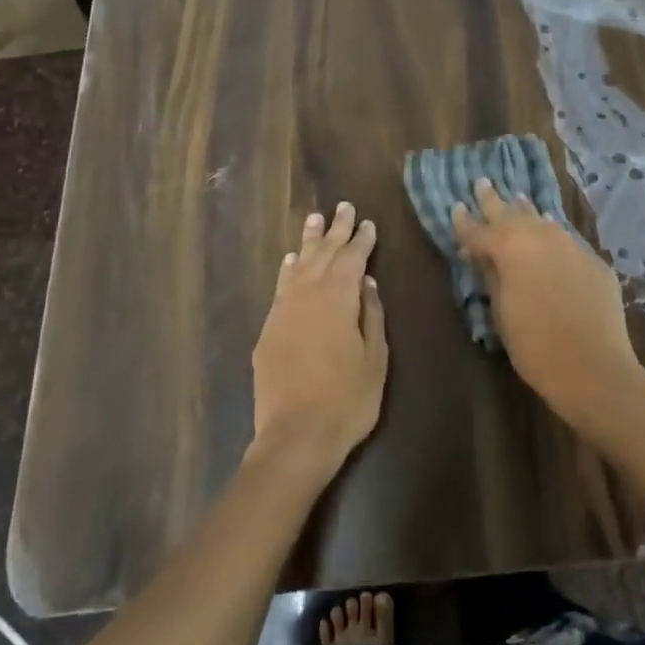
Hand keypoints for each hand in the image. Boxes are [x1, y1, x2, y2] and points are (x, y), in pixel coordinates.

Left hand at [250, 202, 387, 476]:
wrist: (295, 437)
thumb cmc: (347, 399)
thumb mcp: (375, 358)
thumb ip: (372, 316)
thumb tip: (368, 283)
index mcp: (338, 299)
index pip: (352, 259)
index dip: (361, 240)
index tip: (368, 223)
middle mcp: (308, 295)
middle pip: (323, 254)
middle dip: (336, 230)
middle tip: (343, 207)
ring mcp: (283, 311)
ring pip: (298, 266)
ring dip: (308, 242)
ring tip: (315, 218)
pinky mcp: (268, 330)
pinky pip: (280, 288)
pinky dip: (288, 270)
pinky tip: (291, 260)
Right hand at [452, 179, 644, 433]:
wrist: (594, 366)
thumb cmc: (534, 344)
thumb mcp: (501, 311)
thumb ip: (490, 275)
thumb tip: (479, 254)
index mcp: (510, 247)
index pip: (479, 230)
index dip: (464, 222)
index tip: (455, 207)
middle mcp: (541, 235)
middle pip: (511, 213)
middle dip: (494, 201)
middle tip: (482, 183)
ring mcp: (571, 245)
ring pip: (542, 220)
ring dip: (527, 211)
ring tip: (518, 198)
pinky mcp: (593, 260)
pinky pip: (566, 238)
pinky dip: (552, 233)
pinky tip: (551, 231)